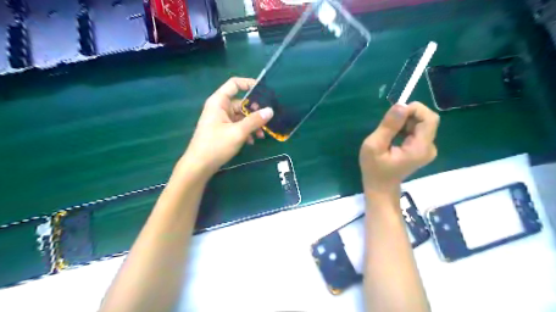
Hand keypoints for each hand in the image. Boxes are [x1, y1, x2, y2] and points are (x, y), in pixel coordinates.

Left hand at [179, 77, 272, 176]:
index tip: (264, 91)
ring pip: (241, 116)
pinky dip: (246, 131)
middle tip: (267, 120)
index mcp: (219, 102)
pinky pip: (237, 125)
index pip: (234, 84)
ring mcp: (220, 119)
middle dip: (255, 112)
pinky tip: (252, 141)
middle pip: (241, 103)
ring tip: (261, 135)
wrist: (199, 166)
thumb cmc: (216, 146)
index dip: (249, 84)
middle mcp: (219, 108)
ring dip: (252, 124)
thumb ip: (254, 120)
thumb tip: (270, 110)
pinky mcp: (222, 130)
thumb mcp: (238, 132)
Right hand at [360, 102, 438, 194]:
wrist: (381, 187)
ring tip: (389, 133)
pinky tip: (394, 137)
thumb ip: (388, 126)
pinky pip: (418, 130)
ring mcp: (428, 149)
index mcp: (420, 148)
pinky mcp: (423, 149)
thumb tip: (400, 105)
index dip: (414, 110)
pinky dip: (406, 128)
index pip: (429, 118)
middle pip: (426, 120)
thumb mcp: (374, 146)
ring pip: (422, 123)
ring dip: (405, 122)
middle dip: (407, 116)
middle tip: (388, 125)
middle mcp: (430, 147)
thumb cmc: (374, 169)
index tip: (394, 114)